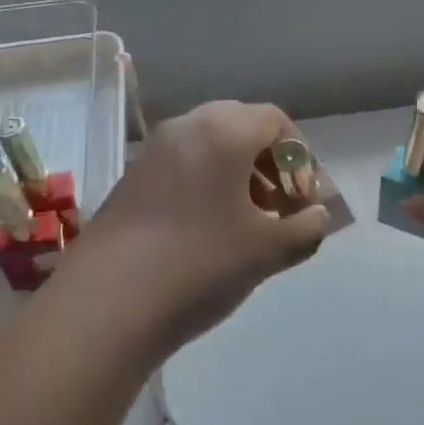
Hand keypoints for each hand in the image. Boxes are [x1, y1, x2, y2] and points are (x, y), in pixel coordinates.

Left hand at [55, 101, 330, 359]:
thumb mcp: (268, 250)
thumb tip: (317, 217)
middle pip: (241, 126)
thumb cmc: (200, 264)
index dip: (300, 156)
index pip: (275, 120)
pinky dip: (208, 183)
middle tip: (281, 204)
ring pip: (210, 145)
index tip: (305, 197)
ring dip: (240, 173)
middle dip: (270, 162)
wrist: (106, 304)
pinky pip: (183, 164)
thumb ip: (306, 228)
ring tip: (250, 221)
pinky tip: (211, 229)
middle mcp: (186, 128)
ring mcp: (153, 152)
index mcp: (223, 132)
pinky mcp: (132, 179)